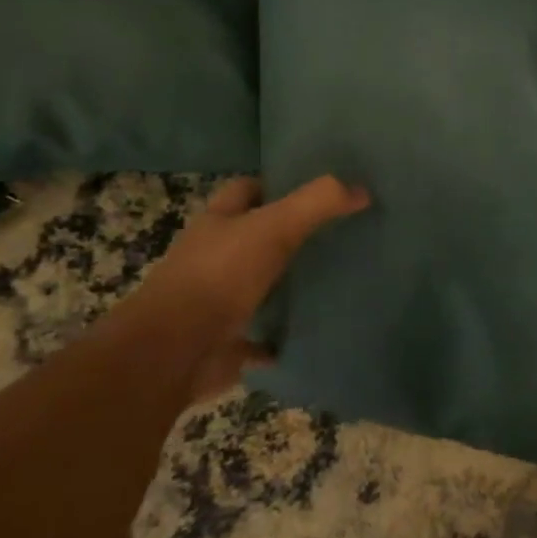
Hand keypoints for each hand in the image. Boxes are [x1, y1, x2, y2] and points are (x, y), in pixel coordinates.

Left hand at [130, 174, 369, 400]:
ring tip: (332, 279)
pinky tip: (310, 330)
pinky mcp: (224, 342)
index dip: (275, 185)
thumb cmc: (220, 276)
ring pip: (256, 284)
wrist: (173, 352)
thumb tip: (362, 190)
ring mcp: (214, 302)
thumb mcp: (275, 227)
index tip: (316, 192)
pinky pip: (259, 336)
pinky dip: (280, 336)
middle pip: (252, 237)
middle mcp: (211, 257)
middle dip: (286, 235)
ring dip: (284, 284)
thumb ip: (318, 203)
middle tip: (335, 234)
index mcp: (217, 222)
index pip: (245, 190)